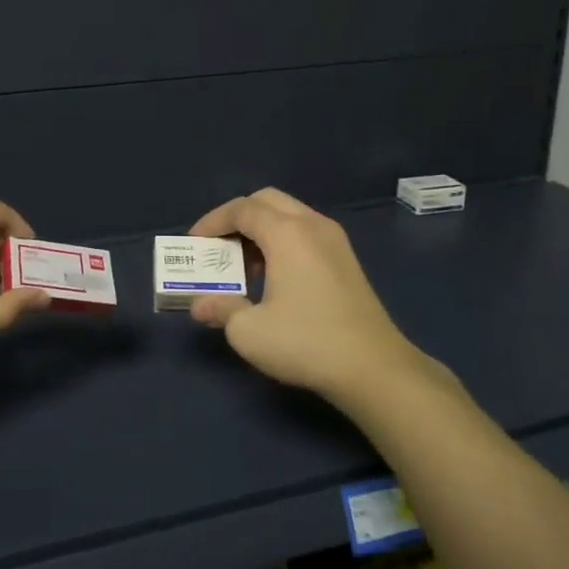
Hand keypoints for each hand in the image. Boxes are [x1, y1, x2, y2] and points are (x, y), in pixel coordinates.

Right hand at [187, 188, 443, 401]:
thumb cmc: (306, 342)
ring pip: (289, 215)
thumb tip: (200, 304)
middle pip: (267, 201)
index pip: (242, 209)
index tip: (194, 244)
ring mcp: (335, 240)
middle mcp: (312, 225)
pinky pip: (305, 232)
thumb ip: (221, 309)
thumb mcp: (250, 331)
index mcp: (287, 233)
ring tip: (243, 266)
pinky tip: (274, 277)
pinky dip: (282, 241)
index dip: (212, 221)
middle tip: (218, 246)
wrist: (374, 368)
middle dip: (237, 218)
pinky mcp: (346, 260)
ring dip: (260, 230)